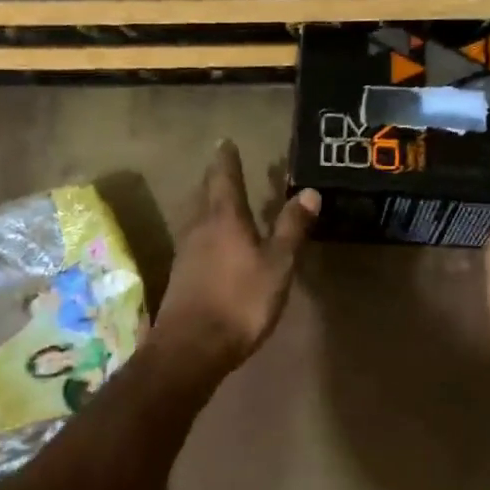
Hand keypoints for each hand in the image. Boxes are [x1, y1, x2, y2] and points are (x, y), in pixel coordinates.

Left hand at [154, 141, 318, 374]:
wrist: (191, 347)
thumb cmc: (240, 301)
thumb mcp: (278, 265)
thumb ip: (292, 228)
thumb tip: (309, 191)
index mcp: (224, 218)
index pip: (224, 177)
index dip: (227, 159)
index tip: (226, 141)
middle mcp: (199, 227)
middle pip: (206, 194)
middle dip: (216, 179)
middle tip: (225, 167)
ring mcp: (185, 253)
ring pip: (197, 217)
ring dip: (209, 205)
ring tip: (222, 201)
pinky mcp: (181, 276)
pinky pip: (195, 241)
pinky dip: (207, 232)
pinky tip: (214, 244)